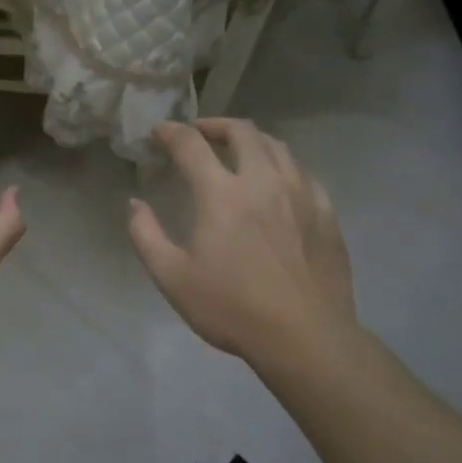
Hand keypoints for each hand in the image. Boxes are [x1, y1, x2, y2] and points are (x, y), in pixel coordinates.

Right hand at [127, 119, 356, 364]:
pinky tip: (276, 183)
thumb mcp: (171, 277)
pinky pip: (302, 173)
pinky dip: (281, 166)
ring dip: (251, 140)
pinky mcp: (325, 213)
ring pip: (278, 146)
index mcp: (221, 195)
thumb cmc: (231, 308)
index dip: (171, 132)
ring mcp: (300, 194)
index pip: (192, 145)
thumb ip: (146, 235)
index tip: (159, 132)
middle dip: (215, 125)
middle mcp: (263, 182)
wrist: (305, 337)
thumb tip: (135, 204)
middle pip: (242, 132)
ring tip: (237, 151)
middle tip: (199, 134)